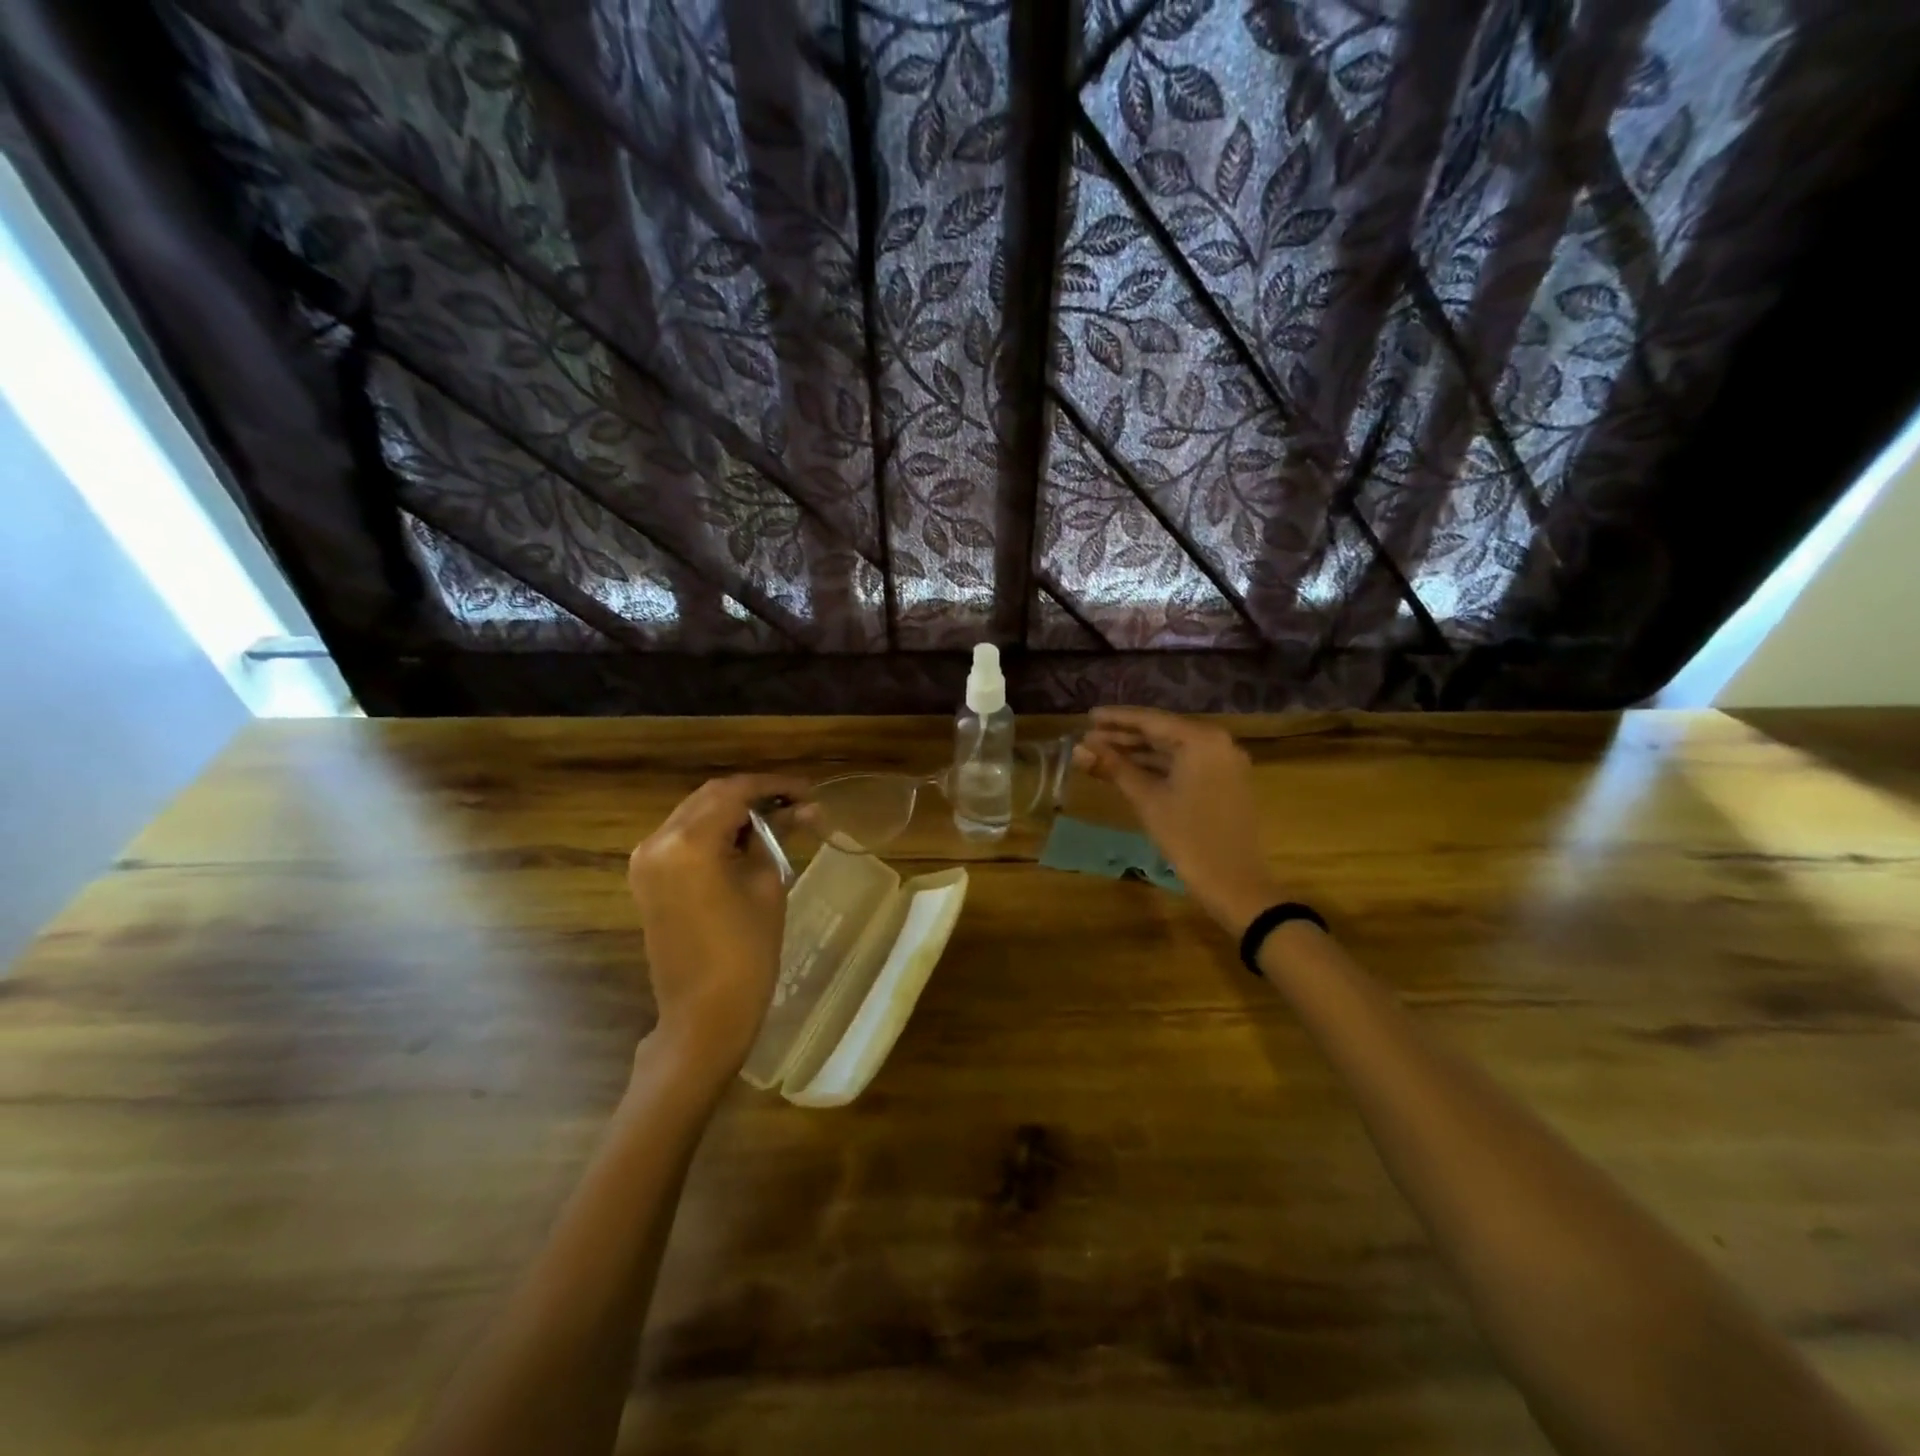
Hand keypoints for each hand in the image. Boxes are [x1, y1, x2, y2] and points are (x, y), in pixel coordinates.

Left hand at [627, 775, 807, 1081]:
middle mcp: (658, 841)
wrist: (703, 1016)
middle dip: (754, 795)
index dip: (774, 786)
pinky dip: (714, 830)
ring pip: (695, 813)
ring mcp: (646, 860)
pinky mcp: (646, 877)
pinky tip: (746, 838)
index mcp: (688, 843)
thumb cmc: (745, 953)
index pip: (735, 792)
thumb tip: (803, 807)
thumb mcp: (768, 885)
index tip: (808, 791)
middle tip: (796, 803)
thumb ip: (778, 835)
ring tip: (777, 818)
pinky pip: (682, 837)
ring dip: (734, 810)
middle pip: (711, 797)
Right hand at [1075, 707, 1282, 933]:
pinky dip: (1157, 767)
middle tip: (1088, 738)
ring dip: (1138, 753)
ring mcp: (1224, 763)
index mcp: (1201, 740)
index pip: (1151, 720)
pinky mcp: (1224, 783)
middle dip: (1124, 736)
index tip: (1087, 717)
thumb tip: (1079, 748)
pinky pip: (1185, 765)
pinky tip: (1128, 771)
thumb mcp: (1147, 800)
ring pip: (1172, 750)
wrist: (1235, 883)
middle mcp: (1217, 743)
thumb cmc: (1188, 838)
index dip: (1116, 719)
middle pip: (1162, 732)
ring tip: (1100, 754)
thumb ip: (1114, 768)